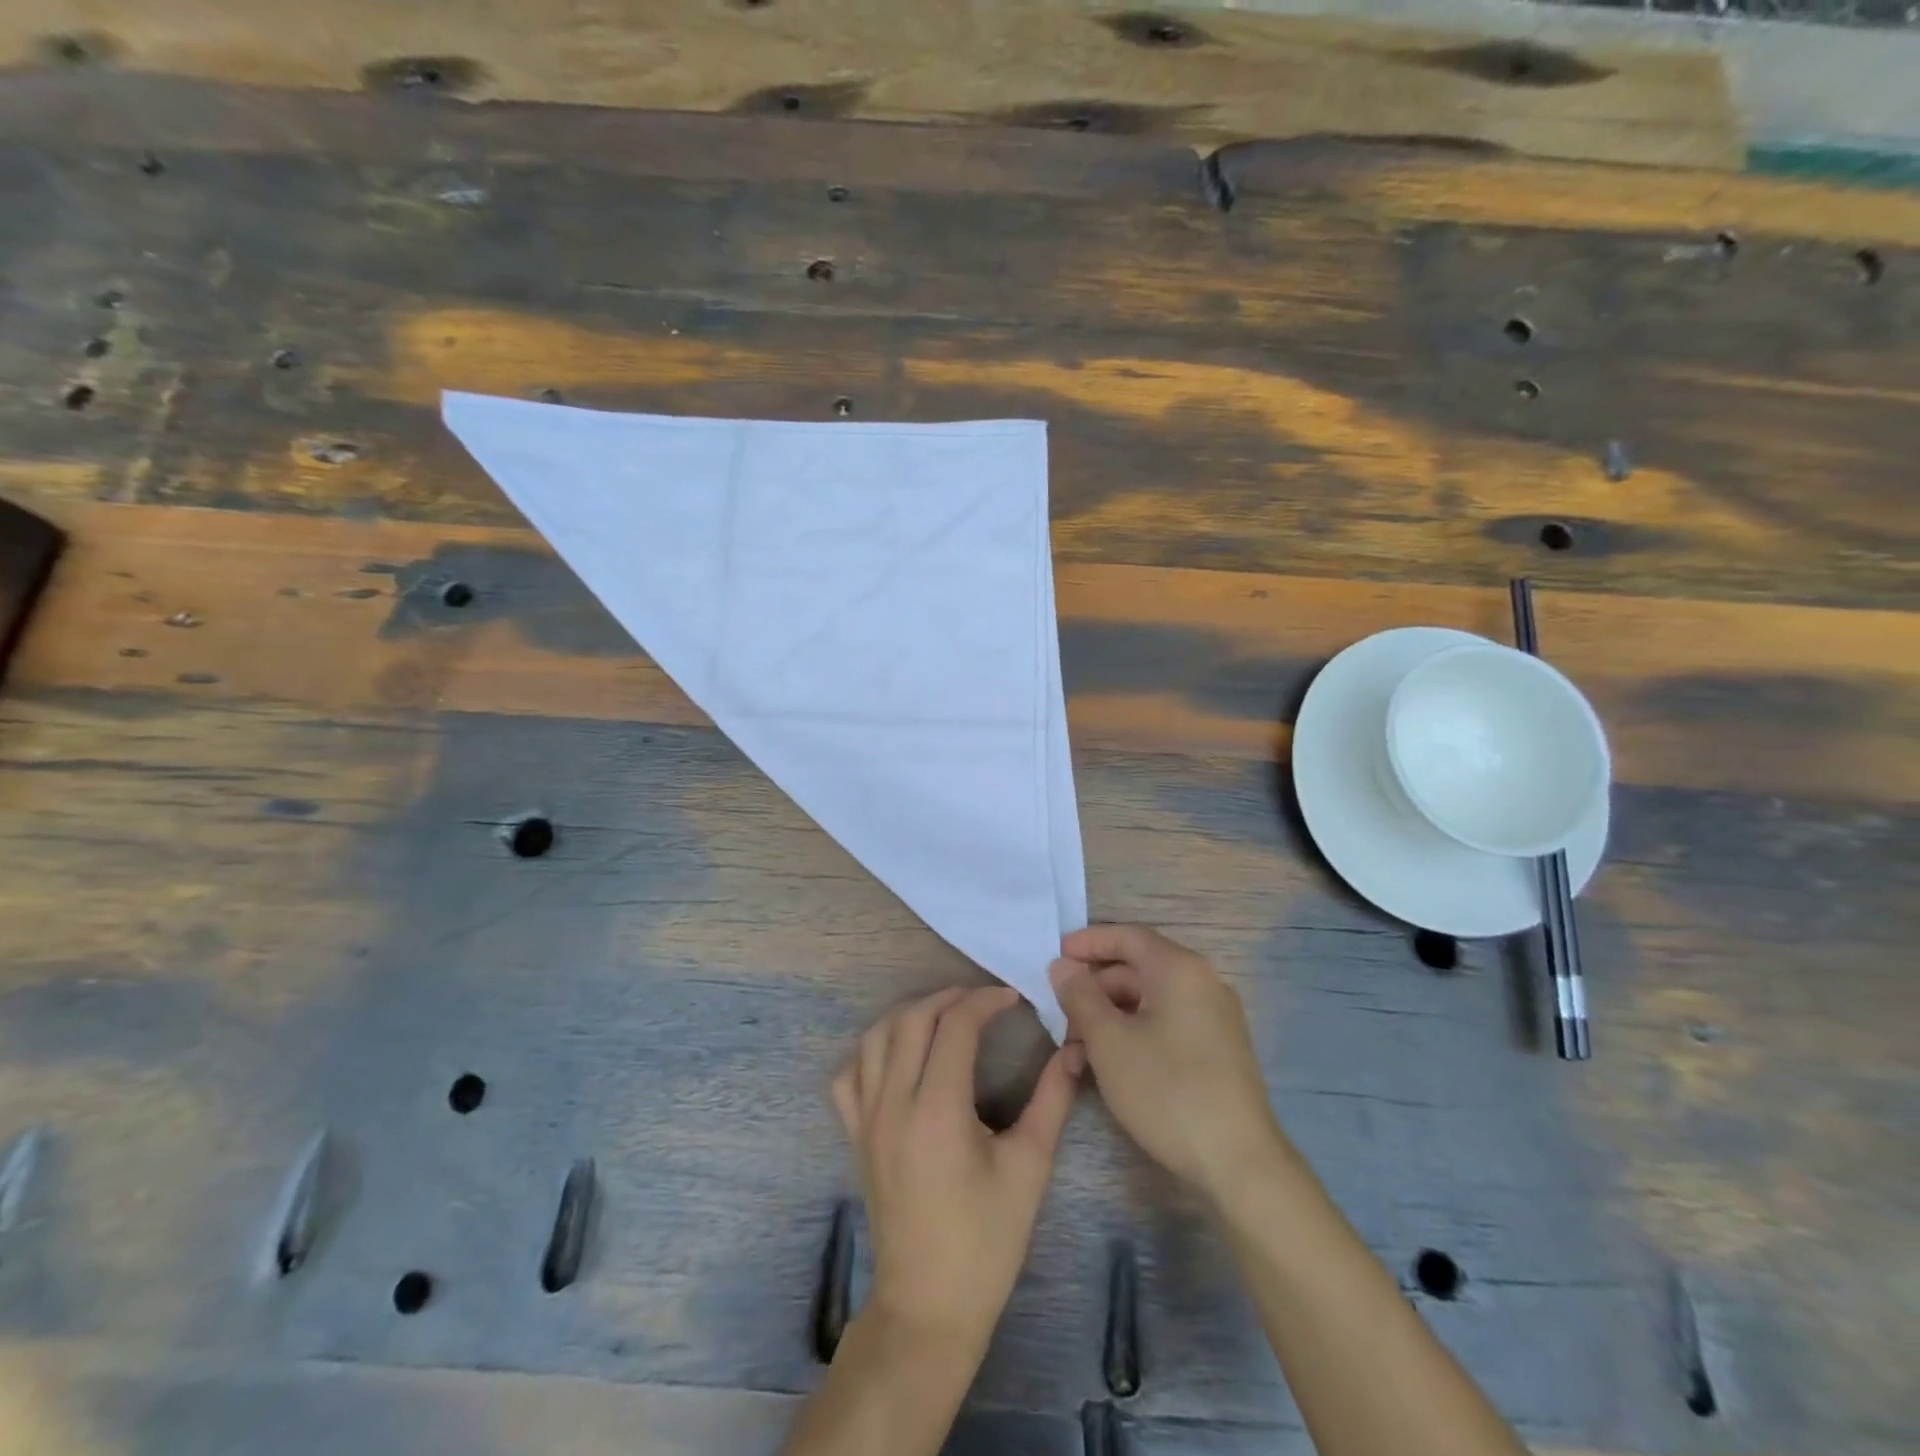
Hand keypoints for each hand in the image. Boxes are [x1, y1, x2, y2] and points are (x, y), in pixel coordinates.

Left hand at [832, 986, 1082, 1356]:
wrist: (928, 1306)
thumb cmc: (986, 1241)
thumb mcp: (1029, 1168)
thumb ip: (1052, 1101)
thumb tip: (1074, 1051)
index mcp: (938, 1109)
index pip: (955, 1025)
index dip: (984, 1001)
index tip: (1012, 999)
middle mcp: (894, 1102)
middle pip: (911, 1019)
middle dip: (948, 998)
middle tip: (982, 1001)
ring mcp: (866, 1118)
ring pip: (875, 1037)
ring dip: (909, 1014)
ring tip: (943, 1016)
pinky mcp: (855, 1135)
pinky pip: (849, 1074)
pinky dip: (870, 1049)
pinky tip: (896, 1053)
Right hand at [1050, 925, 1284, 1205]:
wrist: (1240, 1164)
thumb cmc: (1167, 1090)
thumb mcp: (1109, 1041)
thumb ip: (1080, 996)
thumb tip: (1062, 966)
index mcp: (1179, 969)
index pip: (1127, 936)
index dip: (1087, 942)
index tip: (1054, 957)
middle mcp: (1202, 982)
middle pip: (1136, 969)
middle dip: (1093, 989)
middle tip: (1059, 1015)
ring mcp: (1214, 1017)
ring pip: (1148, 1001)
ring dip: (1109, 1017)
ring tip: (1076, 1052)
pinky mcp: (1217, 1049)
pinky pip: (1166, 1024)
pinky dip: (1133, 1034)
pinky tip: (1108, 1065)